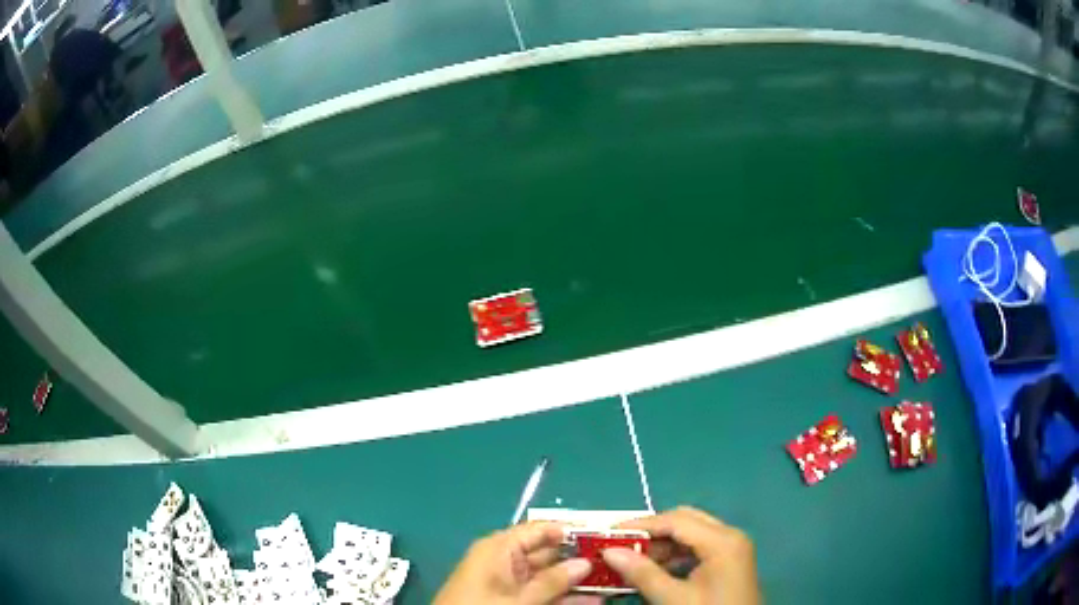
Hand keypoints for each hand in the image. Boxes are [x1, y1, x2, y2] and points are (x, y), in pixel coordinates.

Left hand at [434, 521, 596, 604]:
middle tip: (616, 565)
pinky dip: (564, 598)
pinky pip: (543, 593)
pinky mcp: (511, 599)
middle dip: (581, 560)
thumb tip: (586, 562)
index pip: (541, 530)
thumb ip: (552, 581)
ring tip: (612, 584)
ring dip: (578, 582)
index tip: (605, 538)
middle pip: (549, 554)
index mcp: (500, 548)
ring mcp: (510, 582)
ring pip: (550, 577)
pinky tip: (593, 601)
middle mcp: (505, 560)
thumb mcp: (518, 598)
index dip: (572, 532)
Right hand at [602, 506, 760, 603]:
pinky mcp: (730, 561)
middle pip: (686, 521)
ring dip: (662, 544)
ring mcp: (733, 548)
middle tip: (621, 545)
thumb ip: (642, 573)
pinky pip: (699, 548)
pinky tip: (656, 570)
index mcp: (722, 540)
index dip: (641, 525)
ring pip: (692, 534)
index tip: (609, 532)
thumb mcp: (672, 598)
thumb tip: (609, 552)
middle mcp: (730, 536)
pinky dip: (676, 555)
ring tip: (633, 560)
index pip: (676, 520)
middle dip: (652, 532)